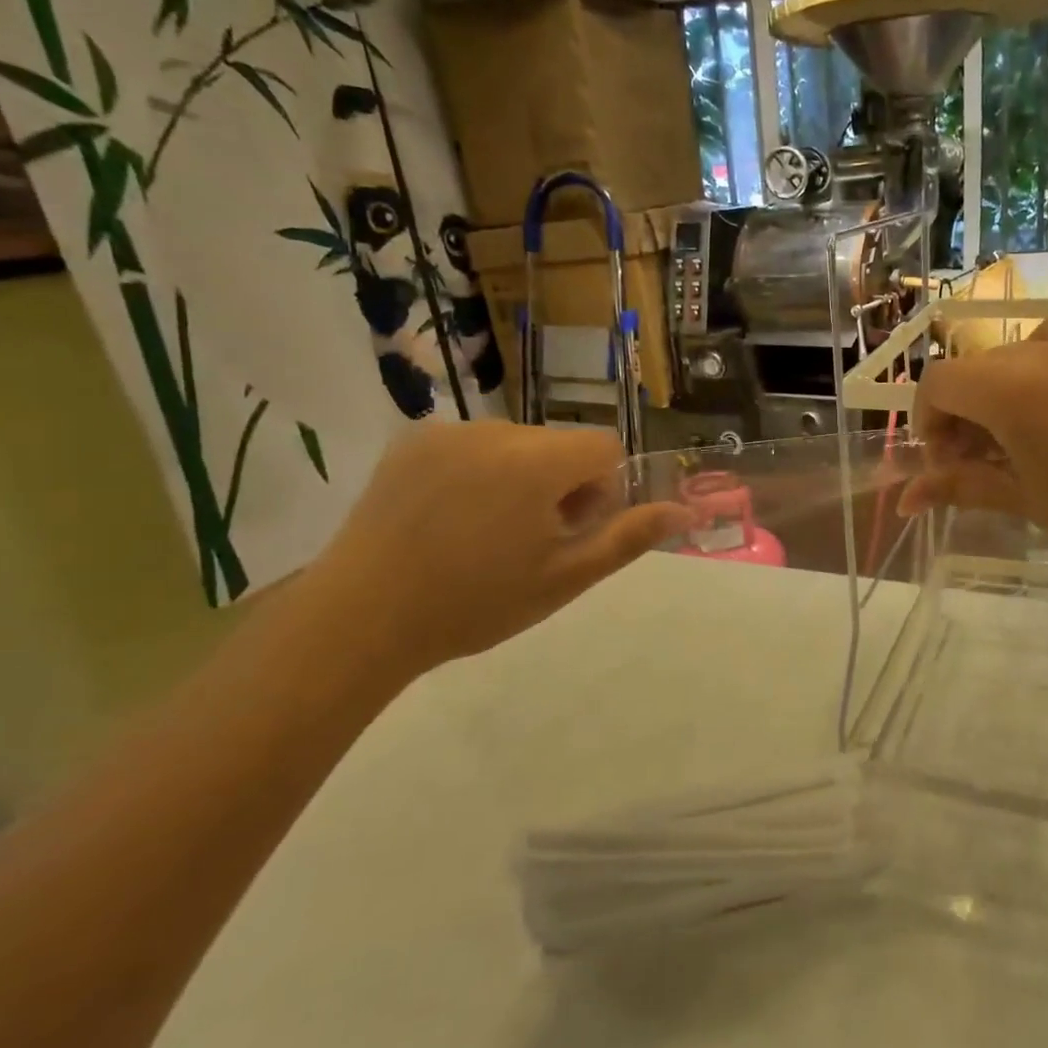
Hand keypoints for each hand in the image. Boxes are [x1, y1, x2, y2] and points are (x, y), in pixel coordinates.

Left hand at [306, 422, 688, 678]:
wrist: (362, 617)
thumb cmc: (475, 603)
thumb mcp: (564, 578)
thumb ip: (628, 537)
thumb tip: (685, 511)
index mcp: (536, 462)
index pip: (603, 447)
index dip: (601, 491)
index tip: (570, 532)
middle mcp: (494, 430)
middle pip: (559, 444)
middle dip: (561, 484)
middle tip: (528, 541)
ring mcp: (447, 432)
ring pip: (517, 444)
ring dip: (520, 477)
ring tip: (484, 533)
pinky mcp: (411, 440)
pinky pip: (472, 445)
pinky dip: (479, 472)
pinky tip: (448, 518)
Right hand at [899, 321, 1047, 591]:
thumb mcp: (1023, 499)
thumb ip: (959, 486)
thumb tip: (904, 501)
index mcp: (1011, 389)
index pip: (939, 383)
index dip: (928, 421)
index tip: (945, 464)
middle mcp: (1040, 353)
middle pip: (971, 370)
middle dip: (959, 414)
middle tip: (975, 464)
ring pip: (1008, 358)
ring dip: (994, 394)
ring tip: (1013, 442)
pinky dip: (1032, 374)